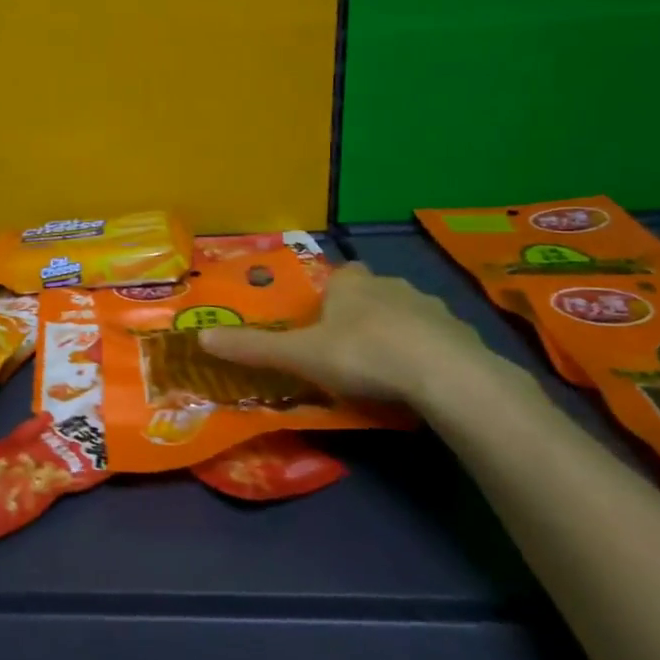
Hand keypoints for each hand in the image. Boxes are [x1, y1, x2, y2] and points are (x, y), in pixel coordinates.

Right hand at [199, 261, 506, 410]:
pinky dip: (424, 352)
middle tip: (347, 350)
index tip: (322, 326)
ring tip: (383, 369)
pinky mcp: (459, 333)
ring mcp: (429, 307)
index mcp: (351, 284)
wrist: (444, 375)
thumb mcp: (300, 356)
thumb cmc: (362, 355)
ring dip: (394, 333)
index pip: (337, 278)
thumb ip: (254, 348)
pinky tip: (419, 381)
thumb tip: (200, 337)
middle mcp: (390, 284)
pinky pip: (434, 338)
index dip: (329, 298)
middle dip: (359, 315)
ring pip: (404, 314)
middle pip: (370, 293)